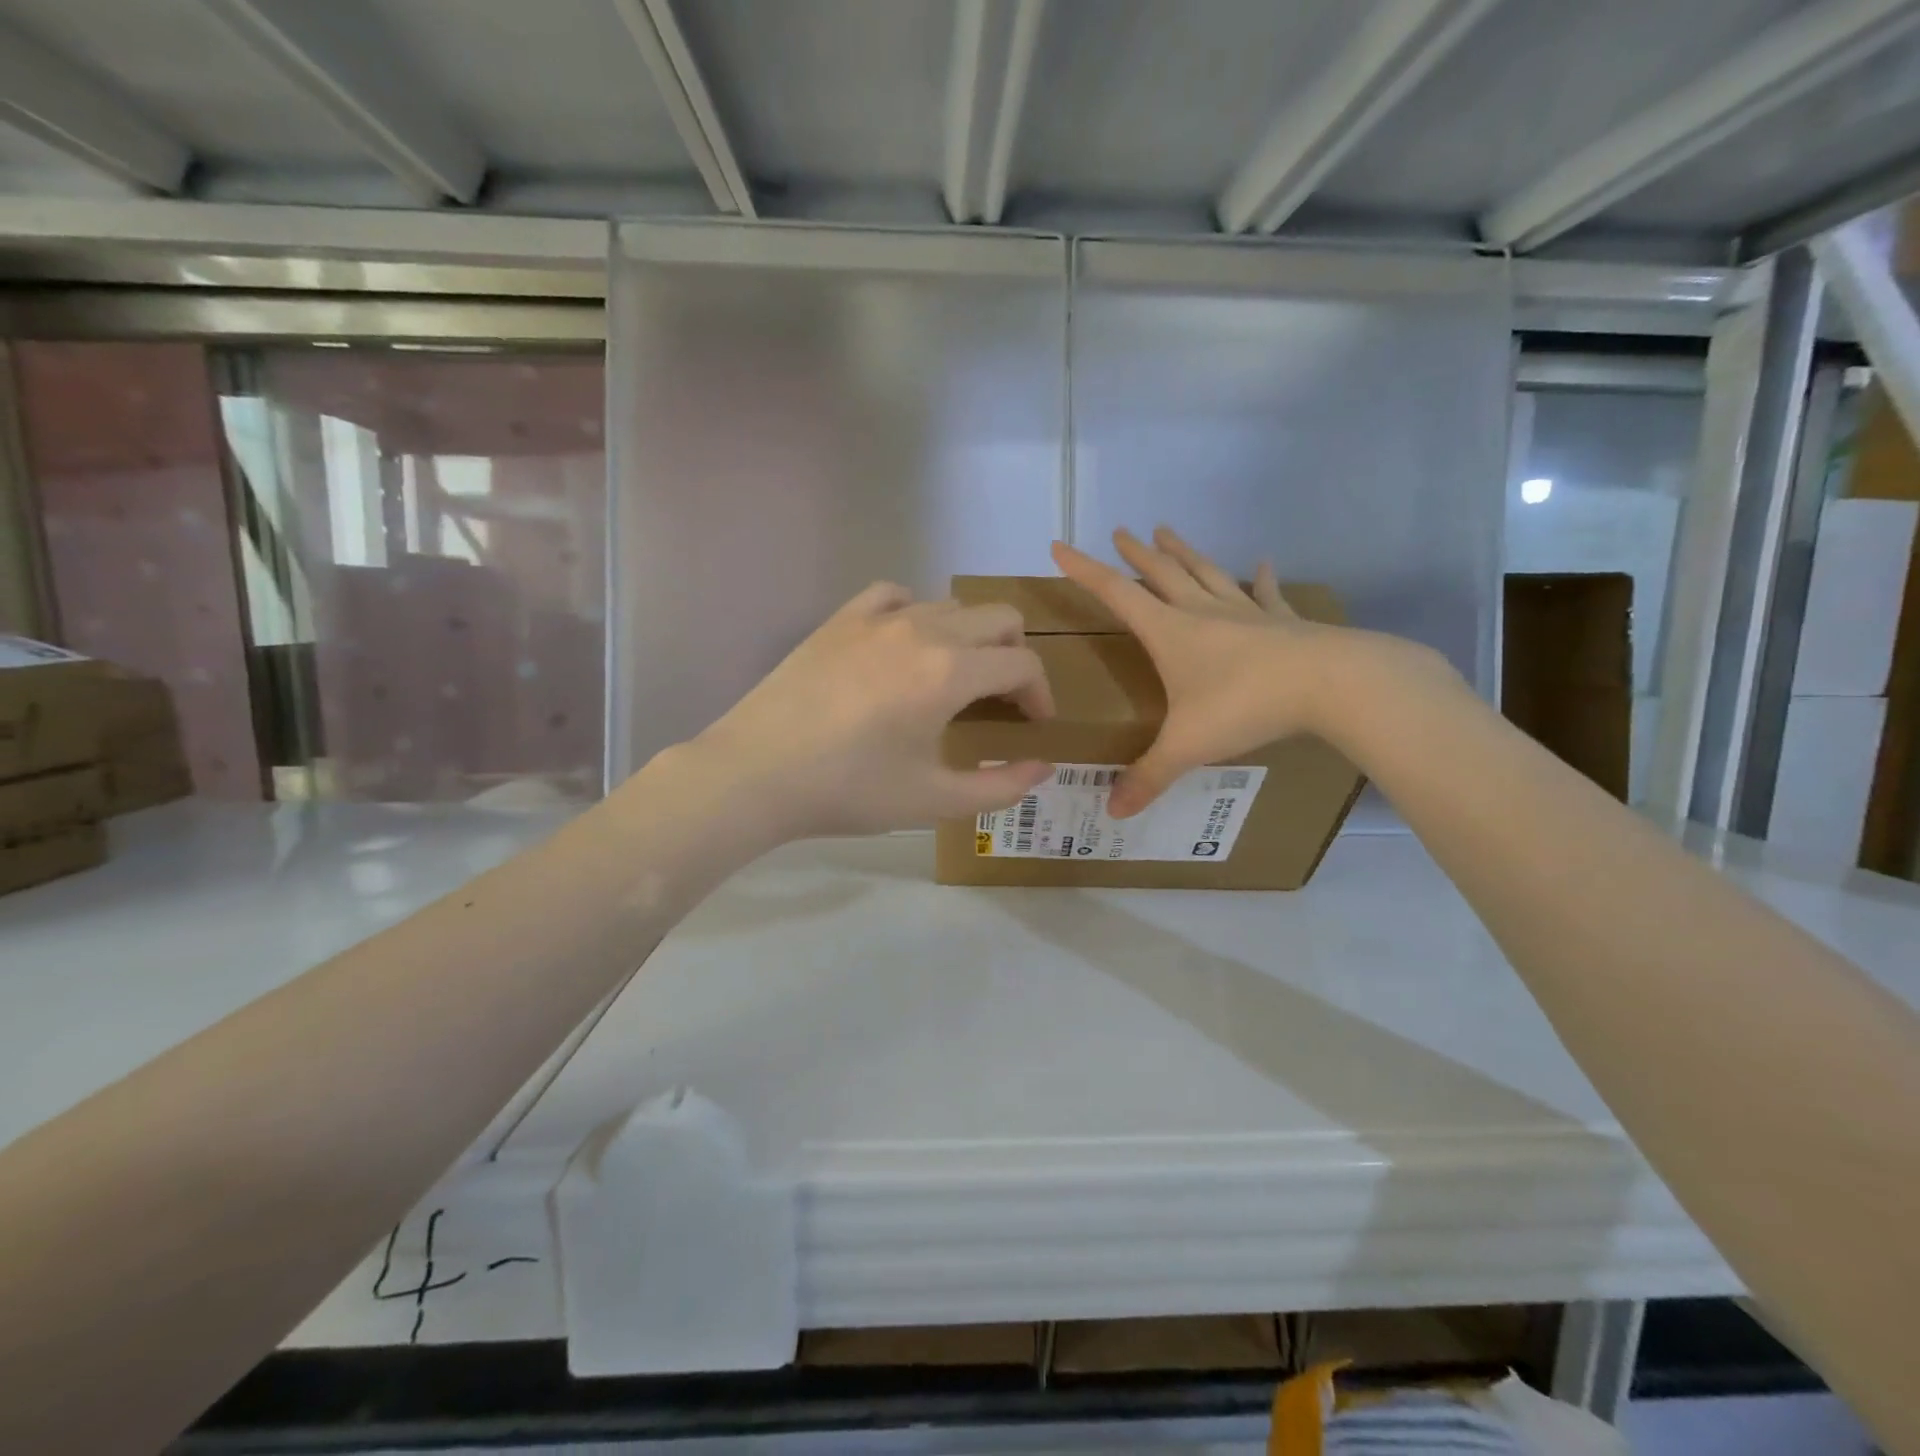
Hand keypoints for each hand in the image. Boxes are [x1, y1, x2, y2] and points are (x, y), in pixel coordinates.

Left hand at [686, 581, 1055, 840]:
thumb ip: (1000, 786)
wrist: (757, 772)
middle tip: (1003, 700)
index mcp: (950, 672)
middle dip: (1015, 656)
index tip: (1034, 724)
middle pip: (998, 618)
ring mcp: (878, 617)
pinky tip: (906, 645)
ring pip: (951, 605)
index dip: (1040, 693)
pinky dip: (917, 614)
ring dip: (970, 638)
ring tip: (954, 679)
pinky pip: (896, 594)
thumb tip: (1044, 766)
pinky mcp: (842, 617)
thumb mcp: (934, 800)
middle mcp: (923, 629)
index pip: (1022, 663)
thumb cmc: (849, 790)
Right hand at [1051, 526, 1342, 815]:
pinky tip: (1262, 562)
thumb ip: (1148, 776)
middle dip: (1137, 554)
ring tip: (1167, 531)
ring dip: (1184, 553)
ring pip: (1206, 573)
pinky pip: (1266, 593)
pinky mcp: (1282, 622)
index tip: (1060, 547)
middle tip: (1121, 531)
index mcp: (1170, 633)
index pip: (1116, 594)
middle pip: (1162, 574)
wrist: (1330, 684)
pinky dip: (1261, 578)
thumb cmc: (1245, 706)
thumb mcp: (1186, 746)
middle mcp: (1202, 613)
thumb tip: (1111, 812)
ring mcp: (1245, 613)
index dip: (1085, 571)